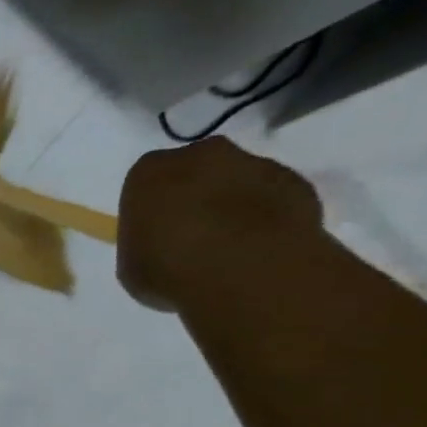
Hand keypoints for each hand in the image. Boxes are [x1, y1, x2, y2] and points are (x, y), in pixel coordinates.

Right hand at [117, 138, 322, 310]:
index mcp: (150, 173)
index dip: (150, 209)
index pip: (145, 183)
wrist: (246, 271)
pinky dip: (266, 216)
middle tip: (190, 236)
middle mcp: (201, 155)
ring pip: (236, 180)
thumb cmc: (169, 270)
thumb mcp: (131, 266)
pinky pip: (273, 196)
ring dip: (232, 204)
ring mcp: (254, 163)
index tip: (153, 234)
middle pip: (194, 171)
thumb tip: (163, 244)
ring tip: (230, 247)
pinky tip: (259, 248)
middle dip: (193, 196)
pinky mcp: (295, 181)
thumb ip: (145, 244)